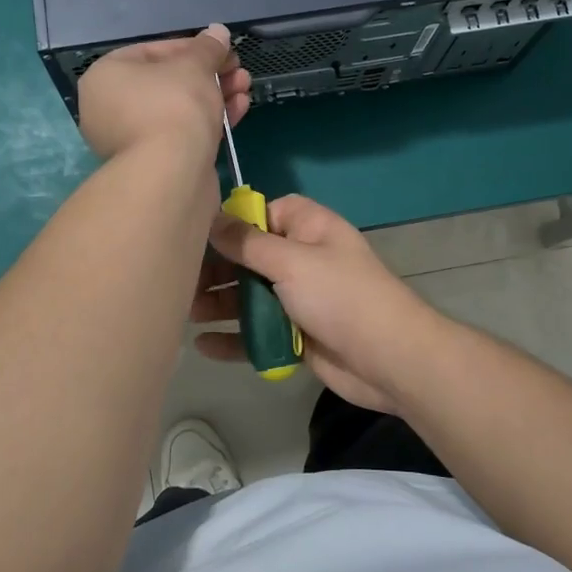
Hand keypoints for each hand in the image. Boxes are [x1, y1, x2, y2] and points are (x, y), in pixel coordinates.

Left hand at [77, 25, 250, 162]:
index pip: (152, 52)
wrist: (172, 173)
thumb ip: (207, 48)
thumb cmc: (174, 106)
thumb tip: (218, 32)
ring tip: (245, 87)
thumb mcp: (194, 66)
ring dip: (215, 95)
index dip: (192, 48)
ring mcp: (130, 139)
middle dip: (209, 74)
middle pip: (168, 82)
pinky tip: (239, 109)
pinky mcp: (154, 163)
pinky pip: (182, 132)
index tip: (222, 49)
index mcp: (106, 77)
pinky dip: (208, 121)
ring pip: (178, 109)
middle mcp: (110, 108)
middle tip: (238, 70)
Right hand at [192, 194, 439, 412]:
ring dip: (220, 304)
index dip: (233, 222)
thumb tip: (212, 219)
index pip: (264, 212)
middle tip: (182, 283)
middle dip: (217, 269)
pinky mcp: (297, 334)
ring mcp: (300, 298)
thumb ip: (248, 242)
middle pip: (250, 256)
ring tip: (186, 314)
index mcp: (309, 227)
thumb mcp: (291, 261)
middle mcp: (303, 258)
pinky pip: (258, 331)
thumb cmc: (340, 296)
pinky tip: (203, 345)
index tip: (198, 235)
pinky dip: (234, 337)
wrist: (389, 358)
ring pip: (251, 295)